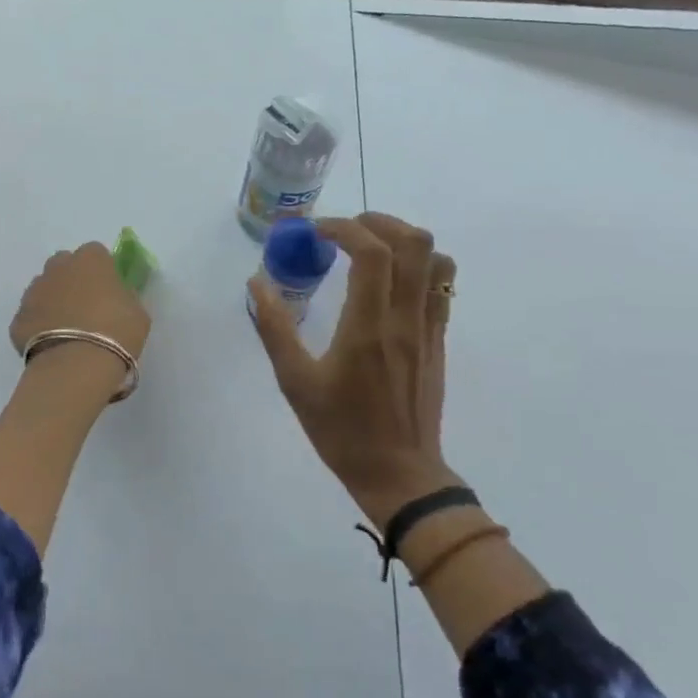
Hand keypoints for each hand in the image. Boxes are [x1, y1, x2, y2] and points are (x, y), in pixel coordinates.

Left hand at [11, 241, 151, 361]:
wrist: (76, 365)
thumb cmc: (117, 333)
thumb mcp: (137, 313)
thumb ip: (125, 297)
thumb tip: (116, 297)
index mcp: (90, 260)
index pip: (95, 253)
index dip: (102, 270)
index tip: (108, 290)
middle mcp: (57, 268)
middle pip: (64, 265)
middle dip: (72, 279)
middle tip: (86, 306)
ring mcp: (33, 291)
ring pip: (43, 288)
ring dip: (53, 301)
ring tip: (67, 329)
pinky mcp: (18, 318)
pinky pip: (31, 316)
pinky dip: (39, 326)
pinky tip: (52, 346)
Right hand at [250, 213, 457, 525]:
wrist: (400, 475)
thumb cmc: (341, 431)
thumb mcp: (295, 382)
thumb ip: (275, 328)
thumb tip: (257, 283)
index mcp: (368, 328)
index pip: (372, 253)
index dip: (344, 229)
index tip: (316, 232)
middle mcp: (405, 320)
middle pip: (414, 243)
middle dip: (377, 222)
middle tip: (343, 231)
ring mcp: (429, 329)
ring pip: (436, 260)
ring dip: (404, 239)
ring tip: (369, 246)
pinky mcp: (438, 341)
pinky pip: (441, 286)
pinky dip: (418, 265)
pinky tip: (387, 280)